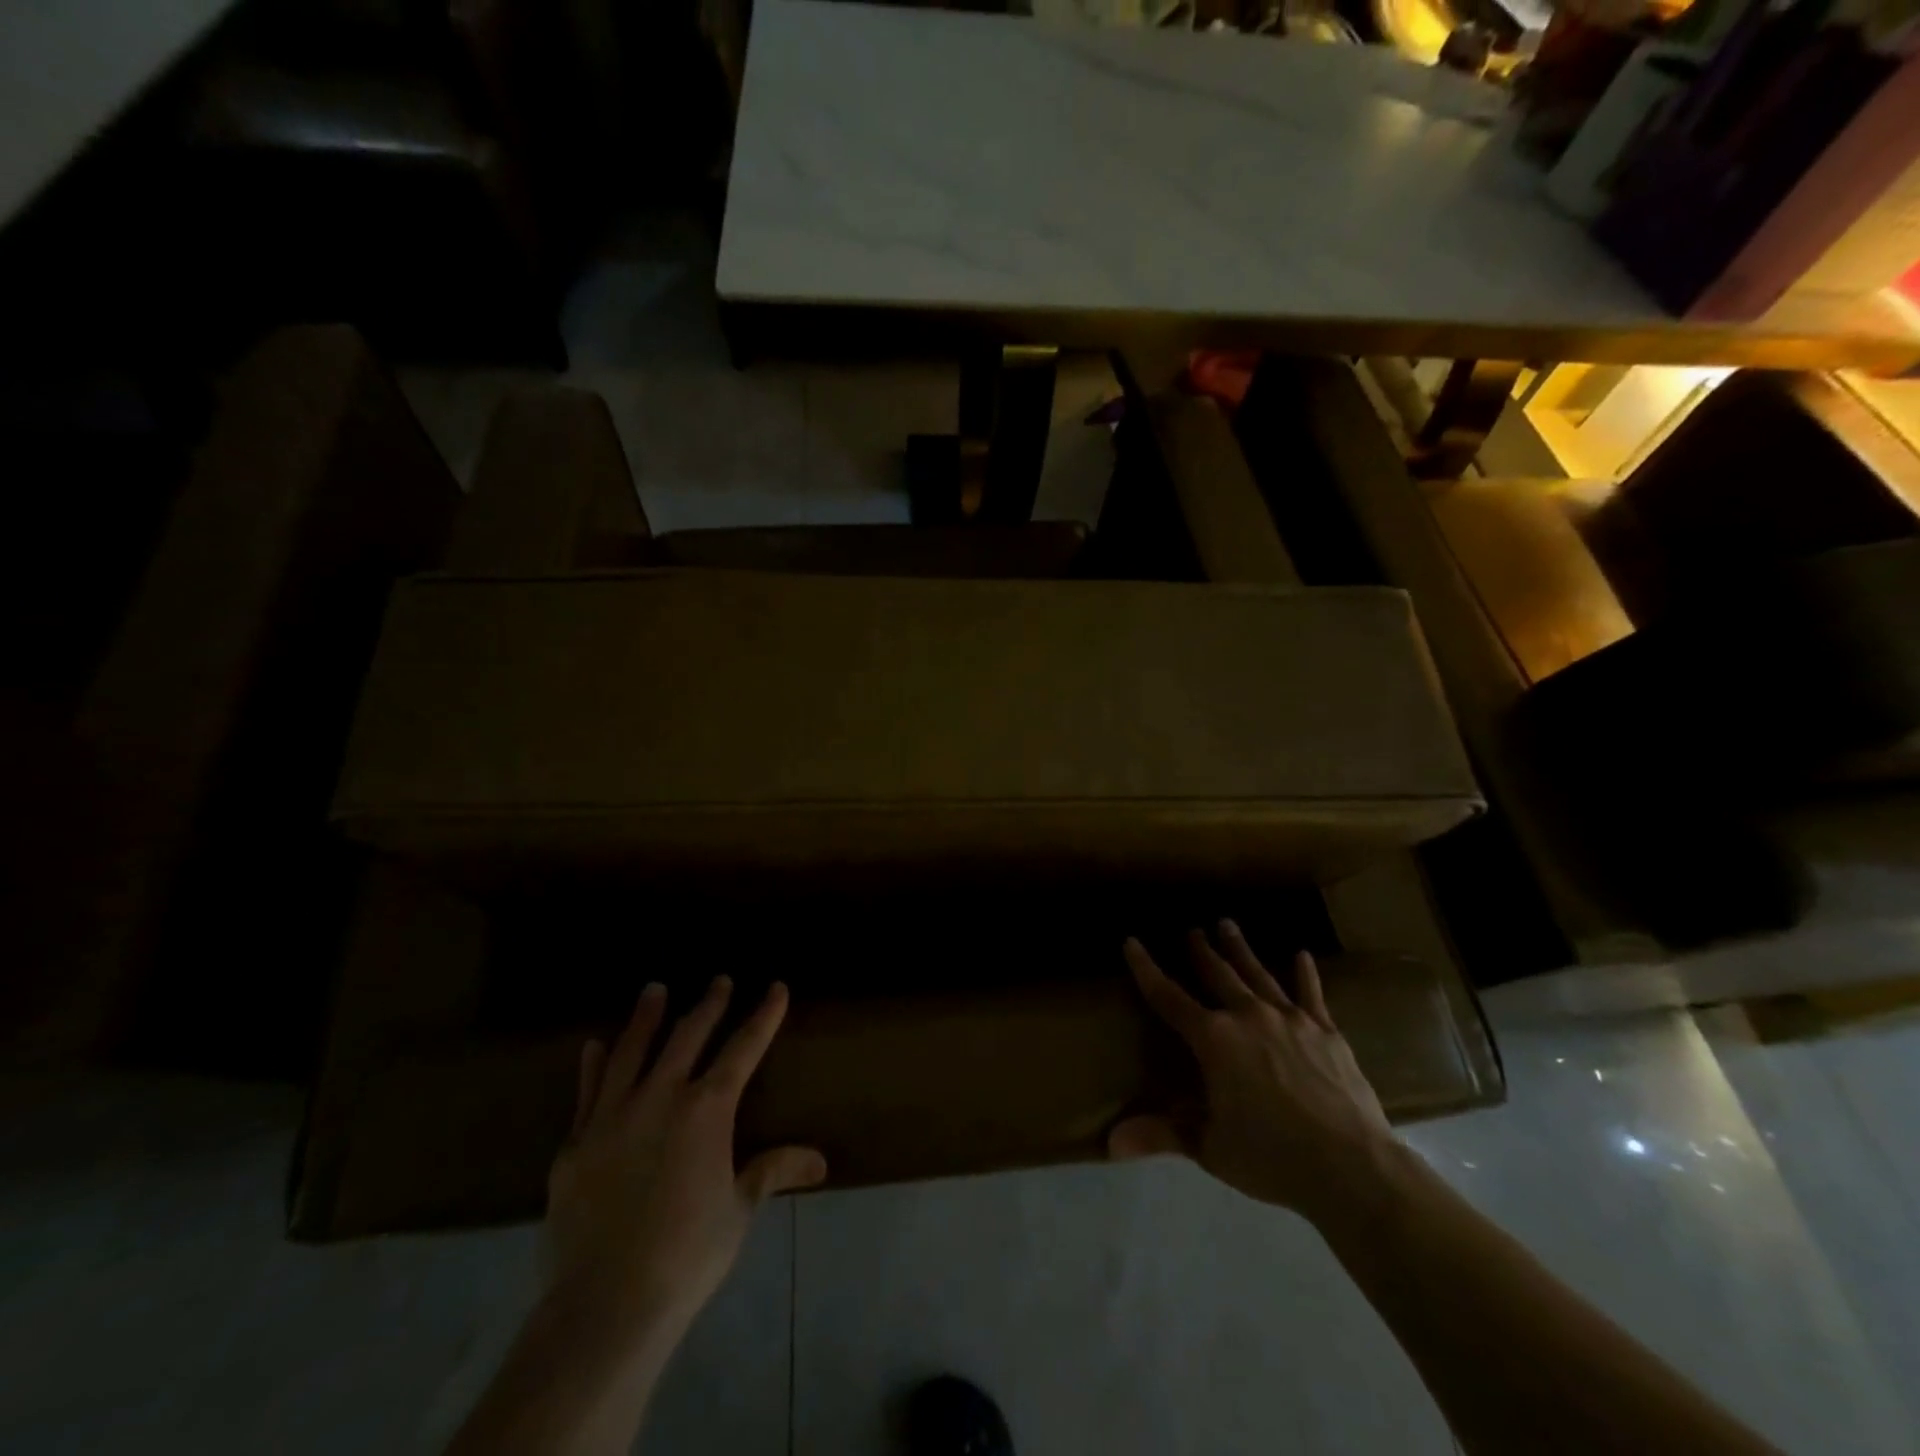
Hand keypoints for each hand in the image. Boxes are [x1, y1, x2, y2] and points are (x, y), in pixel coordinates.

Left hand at [545, 977, 826, 1358]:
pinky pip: (587, 1092)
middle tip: (719, 980)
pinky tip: (594, 1047)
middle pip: (688, 1037)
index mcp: (706, 1109)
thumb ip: (772, 1171)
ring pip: (632, 1051)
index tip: (776, 988)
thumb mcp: (739, 1210)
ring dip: (646, 1017)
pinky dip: (594, 1066)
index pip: (743, 1049)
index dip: (763, 1016)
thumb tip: (820, 1161)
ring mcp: (612, 1116)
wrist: (606, 1304)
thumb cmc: (687, 1254)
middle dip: (709, 1006)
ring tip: (654, 989)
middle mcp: (660, 1097)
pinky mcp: (575, 1144)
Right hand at [1109, 923, 1394, 1225]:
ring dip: (1240, 950)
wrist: (1352, 1167)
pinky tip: (1302, 955)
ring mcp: (1289, 1019)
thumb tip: (1110, 1143)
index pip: (1168, 997)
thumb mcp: (1210, 1147)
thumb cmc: (1271, 1158)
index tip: (1132, 942)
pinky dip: (1304, 974)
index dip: (1146, 969)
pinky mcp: (1325, 1031)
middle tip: (1192, 930)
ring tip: (1227, 924)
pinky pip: (1310, 994)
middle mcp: (1247, 1016)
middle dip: (1200, 951)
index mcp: (1214, 1040)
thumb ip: (1162, 1134)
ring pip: (1258, 974)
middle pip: (1217, 974)